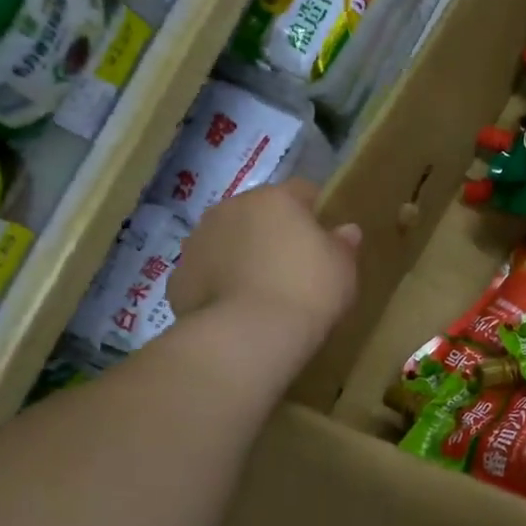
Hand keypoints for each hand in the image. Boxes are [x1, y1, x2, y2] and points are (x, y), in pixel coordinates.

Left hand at [167, 182, 359, 348]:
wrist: (249, 334)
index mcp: (275, 199)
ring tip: (263, 289)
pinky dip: (221, 283)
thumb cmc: (308, 290)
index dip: (316, 212)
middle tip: (294, 265)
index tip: (326, 238)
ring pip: (228, 239)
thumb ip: (343, 244)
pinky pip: (207, 272)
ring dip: (243, 254)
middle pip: (258, 213)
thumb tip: (346, 230)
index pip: (302, 191)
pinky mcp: (179, 276)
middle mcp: (232, 209)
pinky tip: (238, 308)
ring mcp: (199, 241)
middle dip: (273, 231)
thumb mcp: (343, 268)